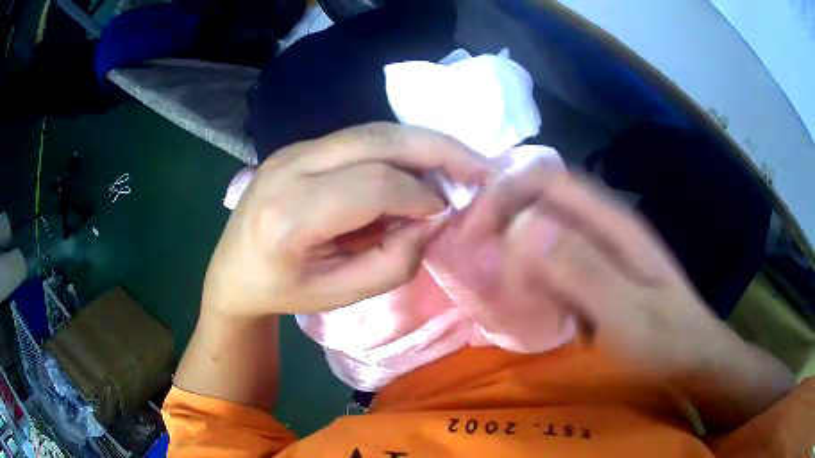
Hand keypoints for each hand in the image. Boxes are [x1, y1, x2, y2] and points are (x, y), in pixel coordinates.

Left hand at [203, 123, 492, 316]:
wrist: (233, 270)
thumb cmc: (284, 291)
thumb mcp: (341, 295)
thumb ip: (394, 261)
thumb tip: (434, 219)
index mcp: (289, 216)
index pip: (373, 185)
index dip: (421, 195)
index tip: (448, 212)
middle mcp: (288, 168)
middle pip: (377, 139)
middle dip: (439, 149)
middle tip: (482, 167)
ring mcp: (292, 149)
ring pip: (372, 131)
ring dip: (423, 144)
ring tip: (460, 163)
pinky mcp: (300, 146)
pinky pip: (360, 138)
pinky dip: (399, 149)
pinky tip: (419, 166)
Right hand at [461, 165, 793, 429]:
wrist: (693, 357)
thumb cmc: (666, 340)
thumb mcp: (629, 314)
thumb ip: (583, 271)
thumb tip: (523, 228)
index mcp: (612, 223)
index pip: (547, 182)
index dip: (505, 195)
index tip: (473, 234)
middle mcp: (603, 225)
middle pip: (540, 203)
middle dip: (503, 227)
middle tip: (482, 269)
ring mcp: (601, 249)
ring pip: (544, 231)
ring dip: (516, 255)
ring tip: (503, 291)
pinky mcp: (598, 271)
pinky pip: (554, 260)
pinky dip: (533, 276)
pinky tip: (531, 303)